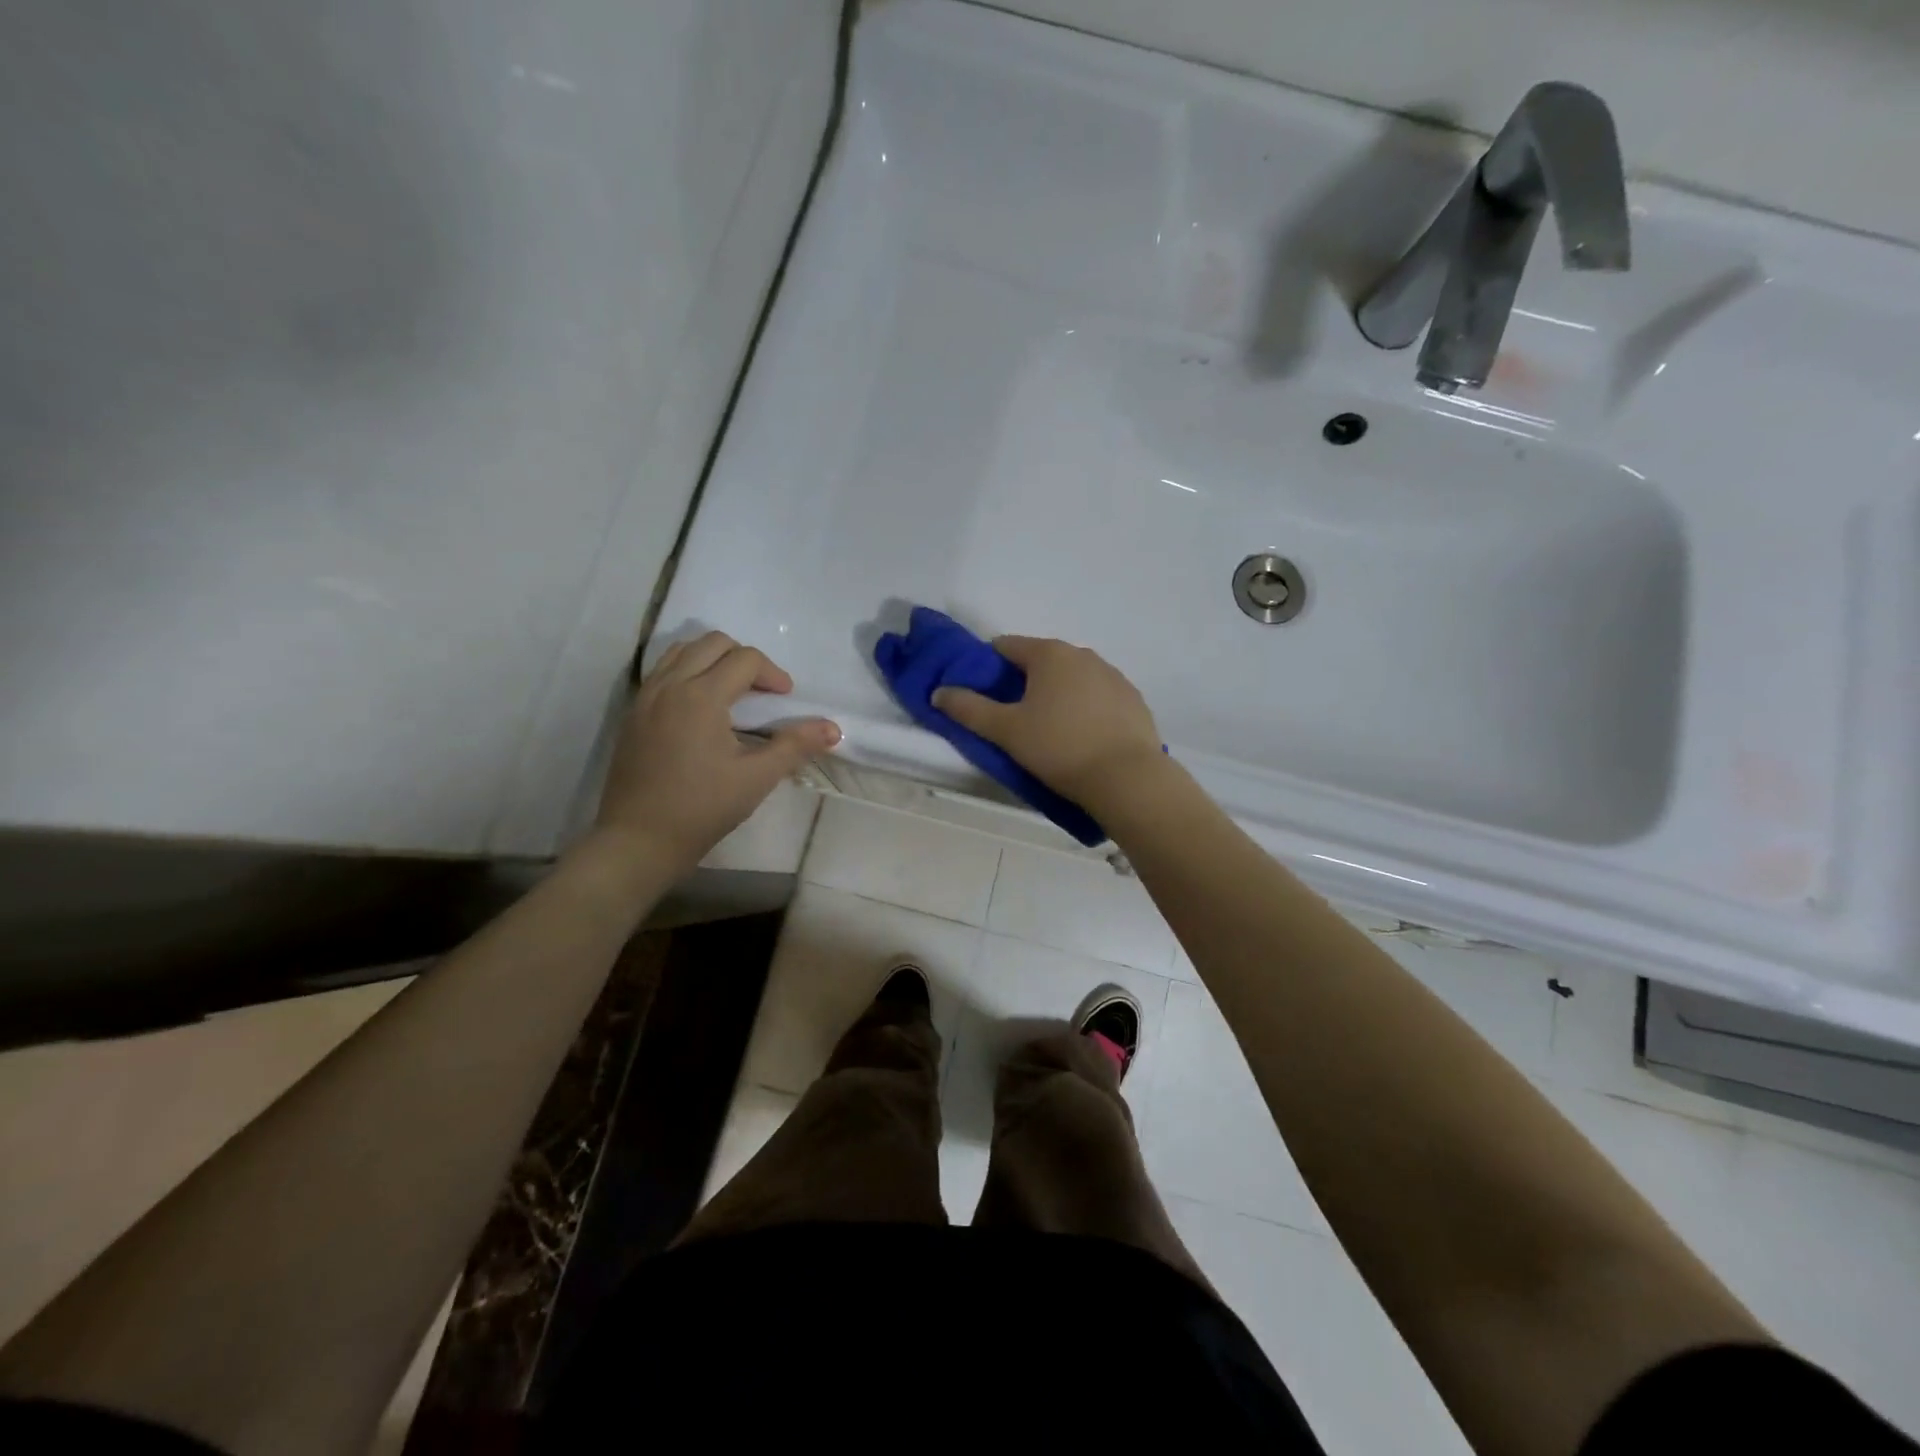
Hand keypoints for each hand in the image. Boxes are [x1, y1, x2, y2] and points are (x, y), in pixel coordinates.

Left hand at [592, 632, 840, 874]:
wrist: (638, 840)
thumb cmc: (702, 808)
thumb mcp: (756, 777)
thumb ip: (795, 746)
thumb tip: (834, 728)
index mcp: (702, 696)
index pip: (745, 659)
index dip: (773, 674)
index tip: (786, 700)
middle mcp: (671, 685)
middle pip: (713, 643)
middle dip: (745, 659)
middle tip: (762, 693)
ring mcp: (647, 697)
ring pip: (683, 651)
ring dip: (713, 660)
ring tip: (731, 693)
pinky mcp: (634, 713)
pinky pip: (663, 671)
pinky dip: (688, 672)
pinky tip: (701, 709)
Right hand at [932, 636, 1162, 808]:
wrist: (1127, 778)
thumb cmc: (1059, 748)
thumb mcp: (1006, 731)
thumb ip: (968, 709)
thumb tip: (939, 692)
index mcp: (1049, 653)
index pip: (1006, 646)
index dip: (988, 667)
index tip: (982, 695)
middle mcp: (1083, 654)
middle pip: (1041, 661)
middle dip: (1024, 682)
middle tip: (1014, 718)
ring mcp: (1113, 675)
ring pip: (1072, 678)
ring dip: (1057, 695)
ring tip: (1050, 731)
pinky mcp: (1133, 699)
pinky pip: (1098, 696)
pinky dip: (1085, 708)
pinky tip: (1083, 737)